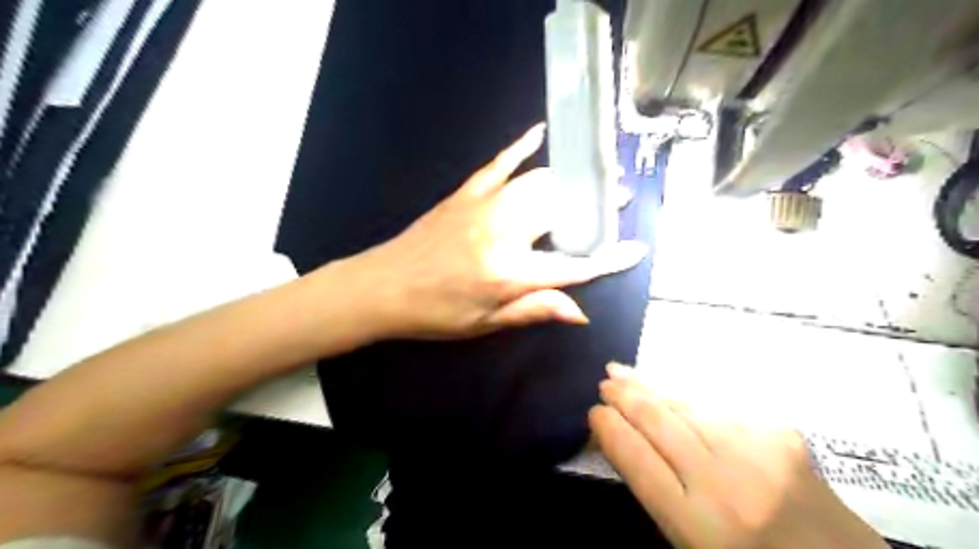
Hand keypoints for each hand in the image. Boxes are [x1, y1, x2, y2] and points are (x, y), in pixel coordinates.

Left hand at [342, 123, 646, 339]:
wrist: (382, 287)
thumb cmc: (435, 313)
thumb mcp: (485, 322)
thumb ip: (534, 310)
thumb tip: (581, 313)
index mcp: (509, 273)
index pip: (572, 266)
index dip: (608, 259)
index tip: (636, 248)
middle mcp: (503, 232)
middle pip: (561, 211)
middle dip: (596, 205)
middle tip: (619, 200)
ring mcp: (483, 206)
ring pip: (538, 183)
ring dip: (570, 179)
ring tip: (594, 177)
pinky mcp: (466, 193)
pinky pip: (499, 163)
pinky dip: (521, 147)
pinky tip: (540, 133)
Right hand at [587, 364, 887, 547]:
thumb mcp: (691, 542)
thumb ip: (657, 493)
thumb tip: (624, 443)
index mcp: (697, 523)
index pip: (636, 460)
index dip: (610, 430)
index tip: (593, 413)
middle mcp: (723, 481)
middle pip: (658, 423)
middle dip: (625, 398)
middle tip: (604, 382)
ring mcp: (756, 452)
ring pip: (687, 407)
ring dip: (651, 389)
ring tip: (625, 374)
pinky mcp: (780, 434)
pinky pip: (718, 409)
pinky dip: (689, 400)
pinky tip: (673, 394)